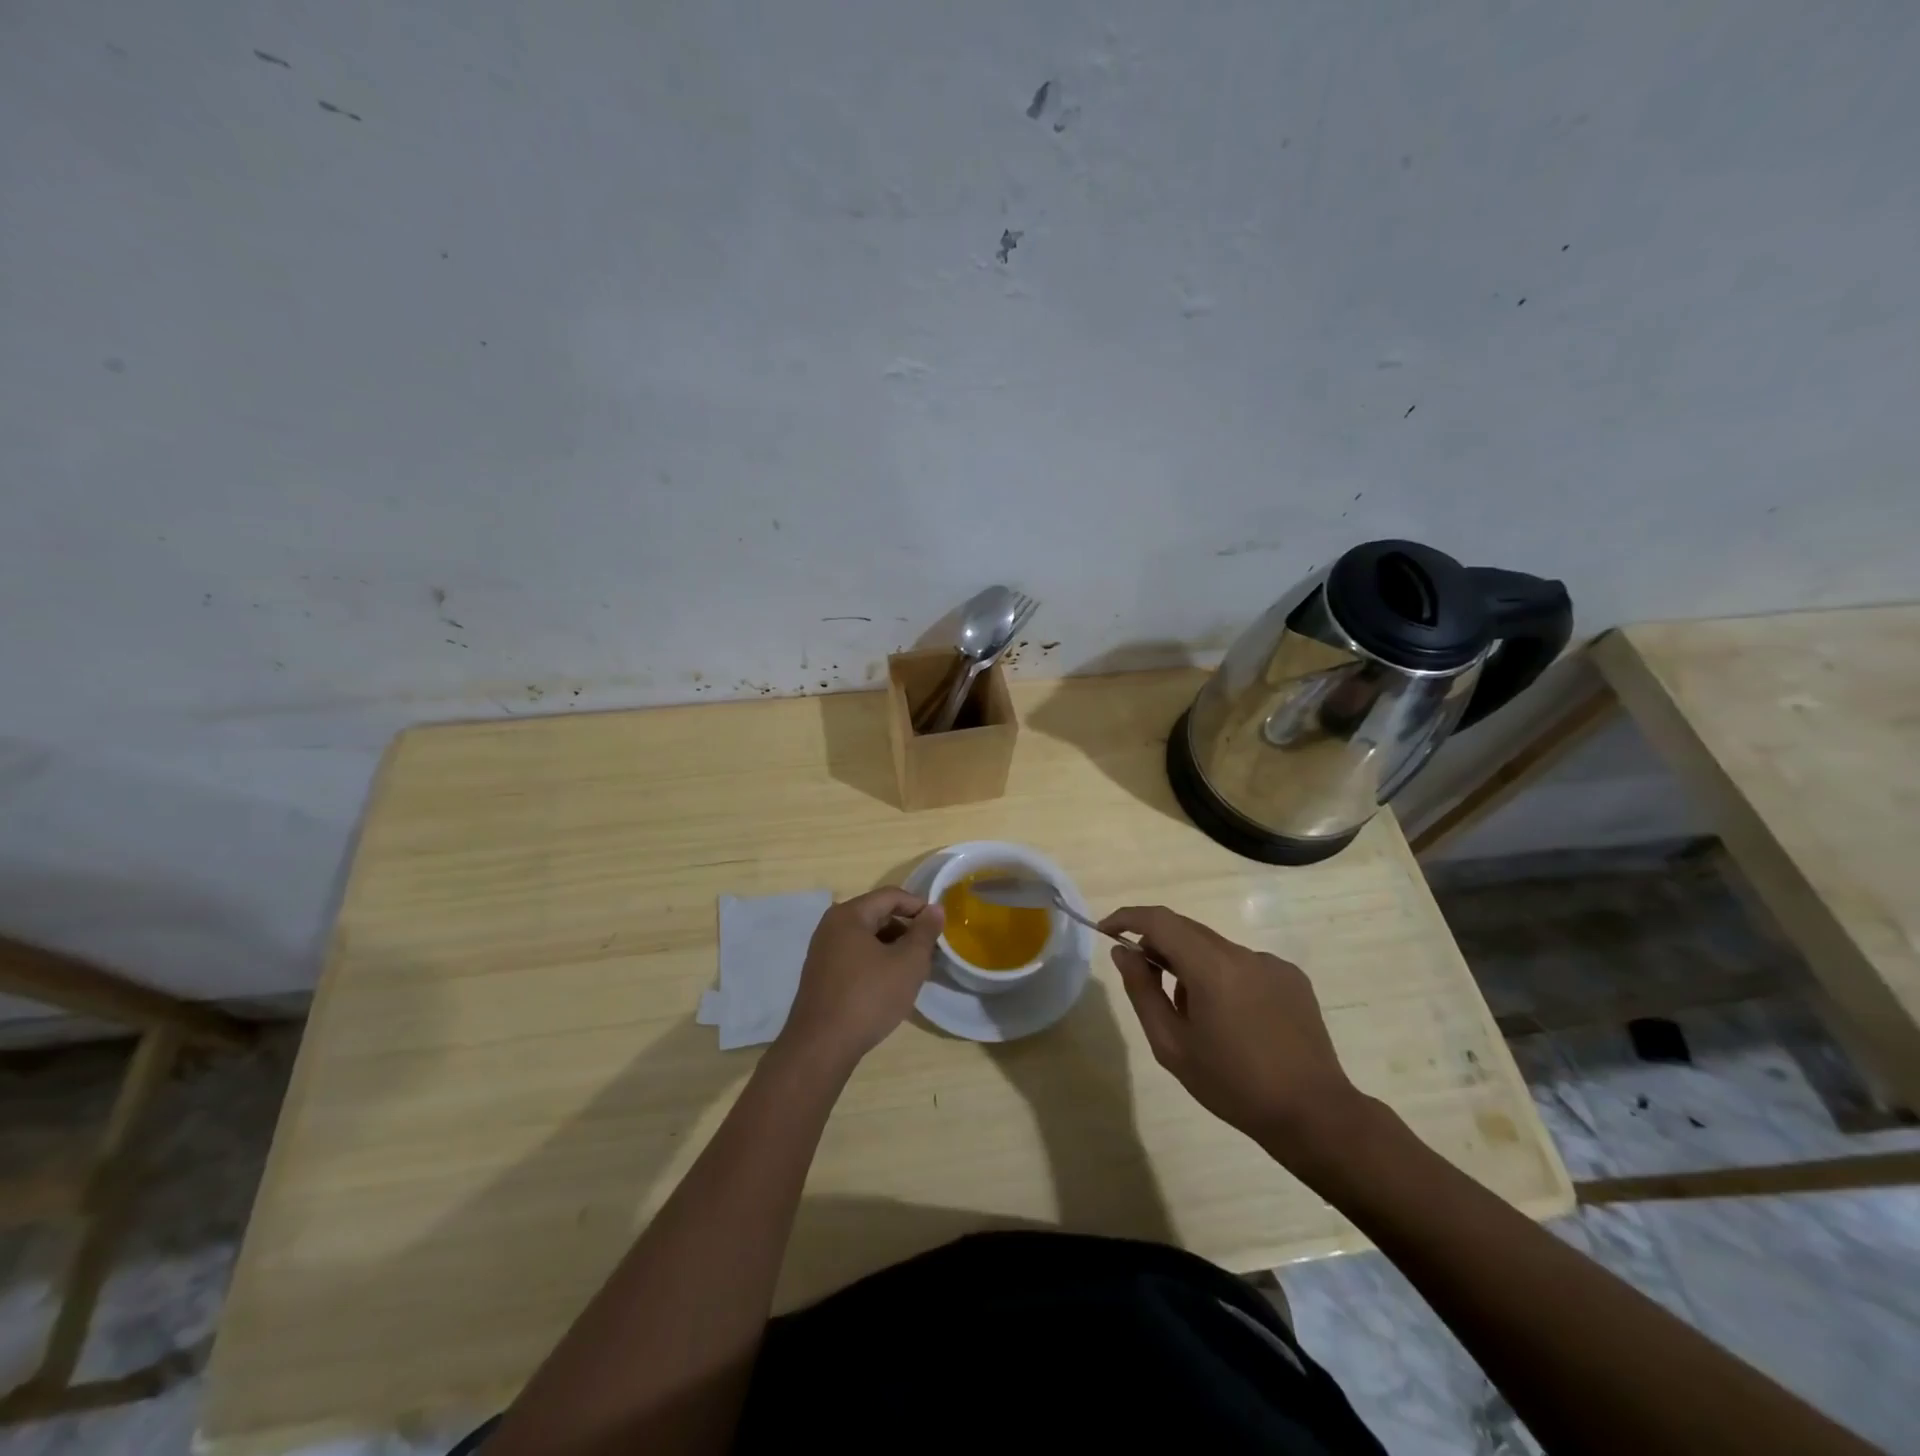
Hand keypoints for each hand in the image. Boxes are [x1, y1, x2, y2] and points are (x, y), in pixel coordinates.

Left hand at [780, 888, 944, 1064]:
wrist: (821, 1046)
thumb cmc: (868, 997)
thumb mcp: (908, 963)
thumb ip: (925, 932)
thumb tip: (935, 909)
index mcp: (849, 915)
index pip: (891, 896)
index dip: (919, 906)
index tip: (940, 927)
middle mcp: (831, 926)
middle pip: (878, 914)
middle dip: (907, 929)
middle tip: (930, 951)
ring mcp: (823, 951)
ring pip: (867, 937)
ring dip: (893, 947)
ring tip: (914, 970)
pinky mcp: (821, 974)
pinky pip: (855, 956)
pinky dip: (876, 962)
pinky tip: (890, 984)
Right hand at [1100, 905, 1365, 1162]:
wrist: (1313, 1115)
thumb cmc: (1233, 1084)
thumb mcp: (1172, 1045)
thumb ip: (1142, 991)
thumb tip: (1123, 952)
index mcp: (1211, 966)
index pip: (1160, 921)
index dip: (1128, 918)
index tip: (1106, 930)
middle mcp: (1242, 953)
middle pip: (1187, 930)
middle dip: (1158, 943)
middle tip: (1141, 974)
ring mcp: (1271, 963)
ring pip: (1215, 949)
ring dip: (1192, 965)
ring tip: (1194, 1015)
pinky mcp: (1292, 978)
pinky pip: (1244, 965)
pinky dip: (1224, 978)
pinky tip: (1233, 1021)